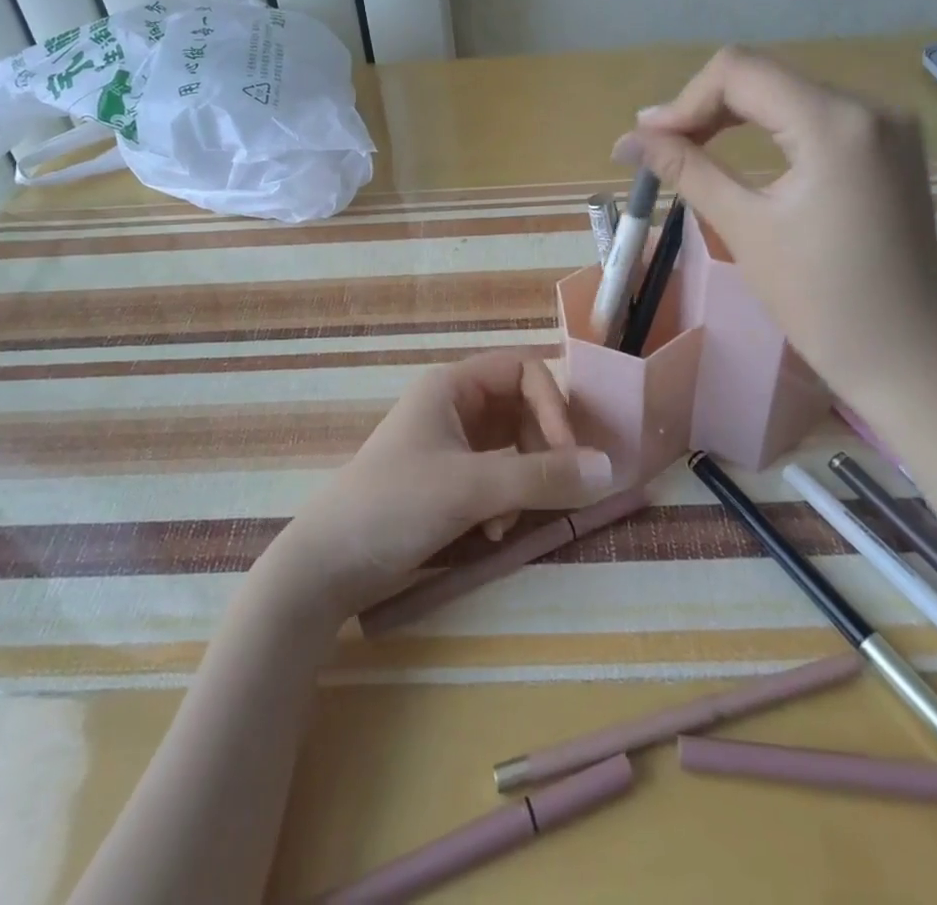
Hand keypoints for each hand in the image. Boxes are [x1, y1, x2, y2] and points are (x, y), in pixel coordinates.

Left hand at [271, 352, 616, 620]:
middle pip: (523, 407)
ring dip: (525, 479)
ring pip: (513, 445)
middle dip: (543, 446)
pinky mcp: (448, 481)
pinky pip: (497, 476)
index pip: (524, 370)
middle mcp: (454, 406)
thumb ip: (541, 477)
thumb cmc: (394, 505)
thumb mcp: (471, 488)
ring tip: (512, 517)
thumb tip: (609, 467)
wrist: (327, 565)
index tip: (567, 452)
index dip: (552, 404)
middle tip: (558, 485)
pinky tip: (492, 533)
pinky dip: (505, 500)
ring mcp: (450, 444)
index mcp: (453, 387)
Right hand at [612, 46, 936, 403]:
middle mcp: (870, 106)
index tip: (648, 141)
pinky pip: (815, 115)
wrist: (907, 356)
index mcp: (836, 123)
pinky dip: (770, 128)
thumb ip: (686, 169)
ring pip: (788, 93)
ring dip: (734, 116)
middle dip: (705, 108)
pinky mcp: (890, 146)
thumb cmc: (821, 300)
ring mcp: (888, 125)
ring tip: (689, 149)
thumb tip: (627, 139)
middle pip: (765, 76)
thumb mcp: (745, 227)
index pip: (740, 71)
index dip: (684, 101)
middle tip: (659, 148)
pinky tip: (742, 152)